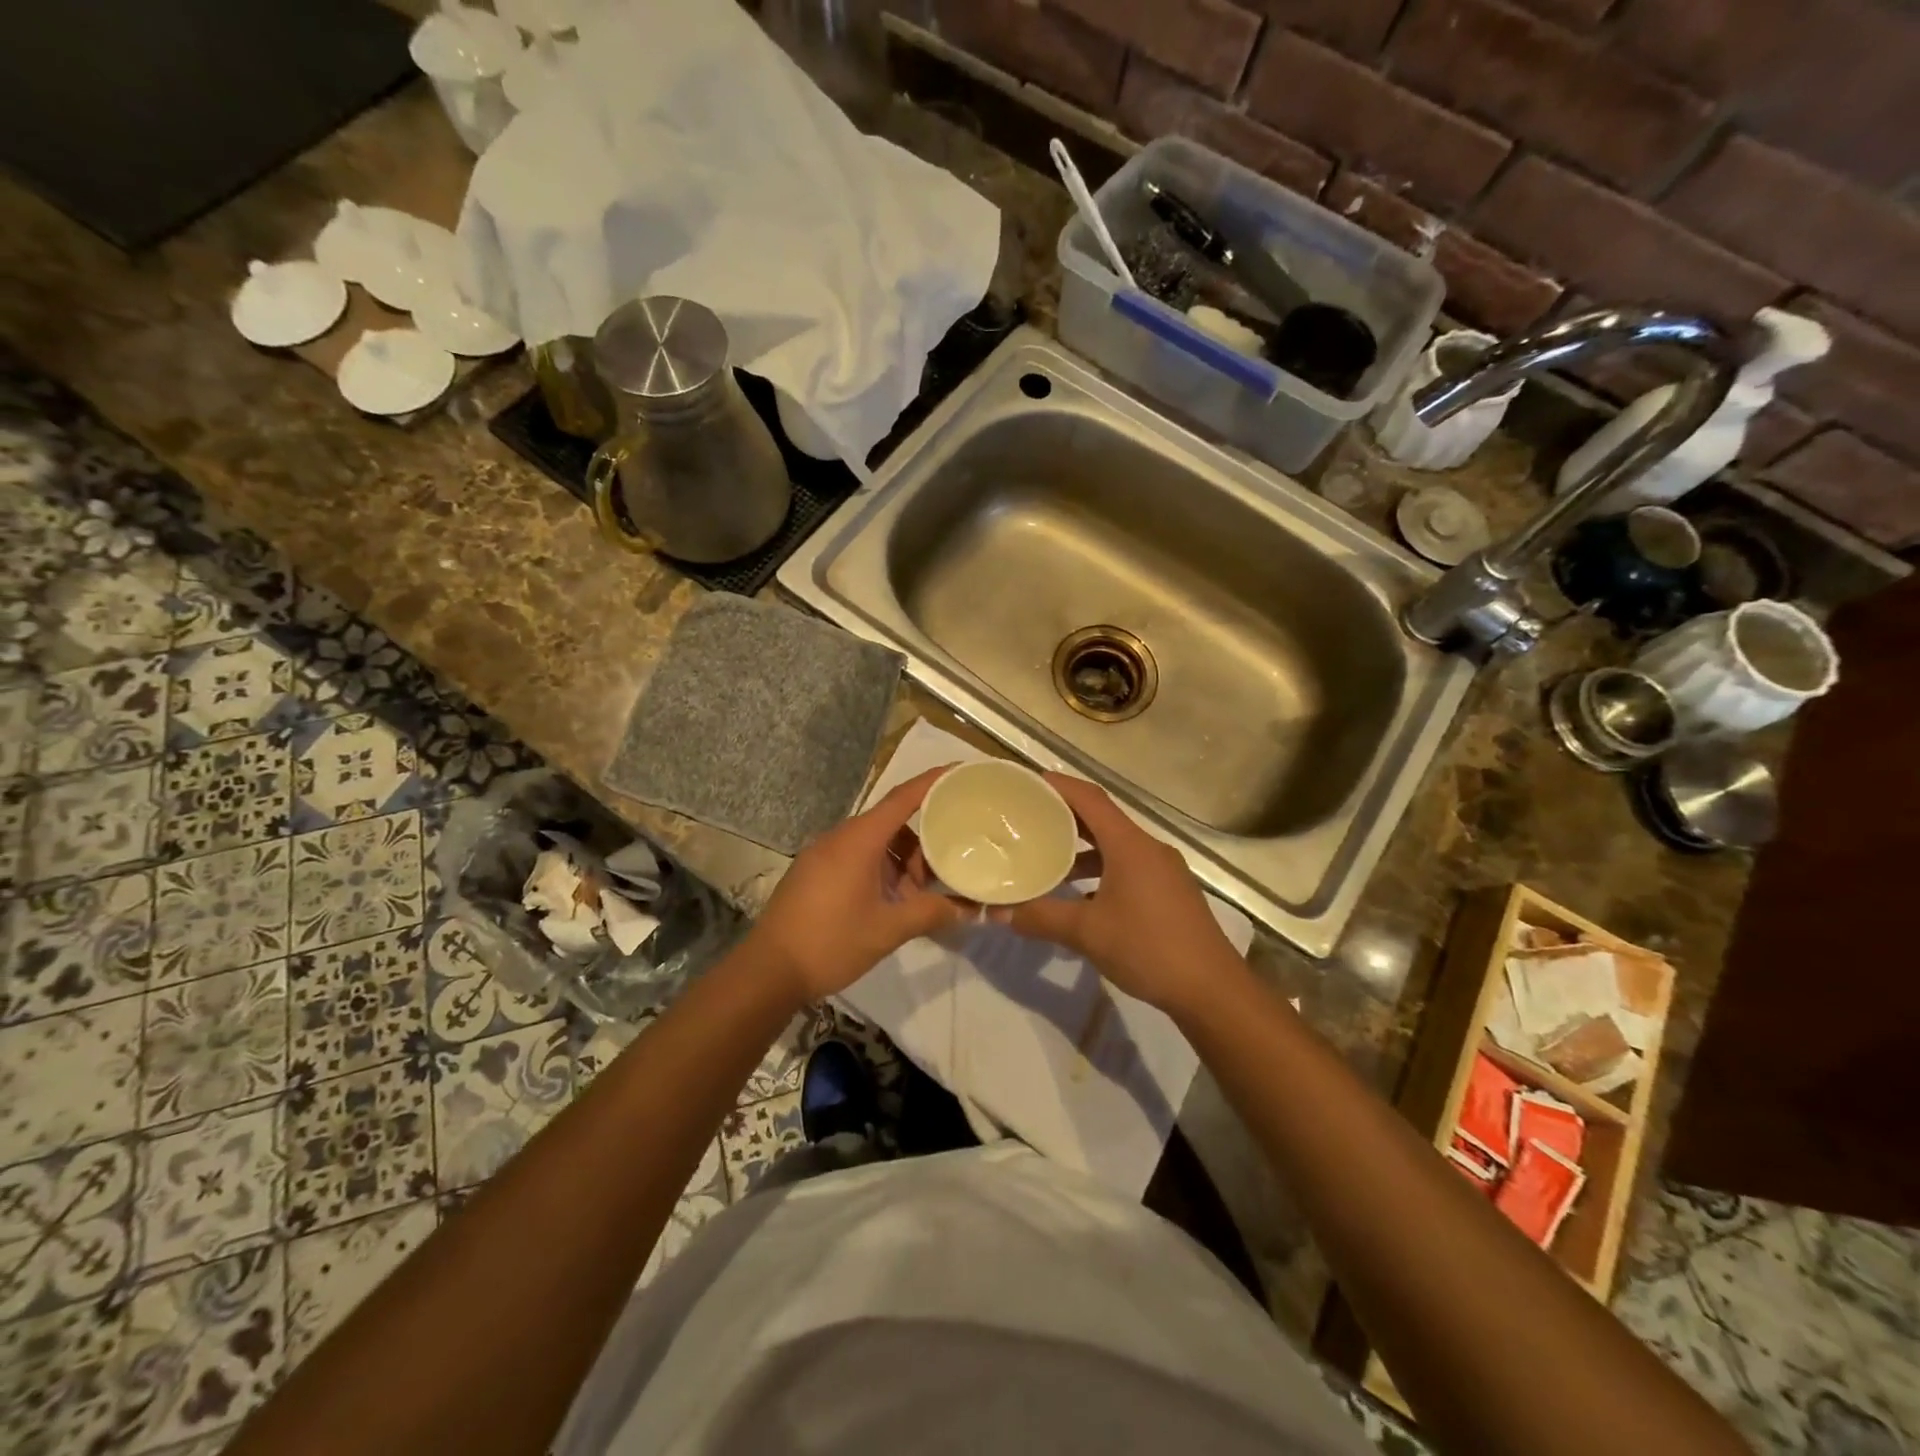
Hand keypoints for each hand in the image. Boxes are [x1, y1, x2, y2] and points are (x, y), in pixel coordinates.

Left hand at [749, 767, 966, 1002]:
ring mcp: (822, 854)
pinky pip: (856, 857)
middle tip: (944, 867)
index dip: (933, 782)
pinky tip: (889, 903)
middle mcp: (840, 837)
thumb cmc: (831, 942)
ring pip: (874, 843)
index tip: (959, 772)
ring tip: (917, 896)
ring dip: (900, 861)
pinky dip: (880, 870)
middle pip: (891, 823)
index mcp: (859, 839)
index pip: (903, 797)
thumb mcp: (888, 929)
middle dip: (921, 842)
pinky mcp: (813, 871)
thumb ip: (931, 913)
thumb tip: (969, 909)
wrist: (768, 970)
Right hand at [998, 774, 1240, 1016]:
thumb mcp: (1087, 933)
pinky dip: (1101, 869)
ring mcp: (1164, 870)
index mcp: (1129, 845)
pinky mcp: (1170, 891)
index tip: (1027, 784)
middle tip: (1028, 820)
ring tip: (1048, 860)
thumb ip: (1041, 917)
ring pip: (1115, 845)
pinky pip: (1128, 865)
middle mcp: (1148, 848)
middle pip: (1102, 819)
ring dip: (1083, 848)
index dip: (1058, 786)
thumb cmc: (1148, 948)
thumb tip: (998, 913)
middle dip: (1064, 817)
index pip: (1090, 798)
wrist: (1213, 989)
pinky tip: (1082, 896)